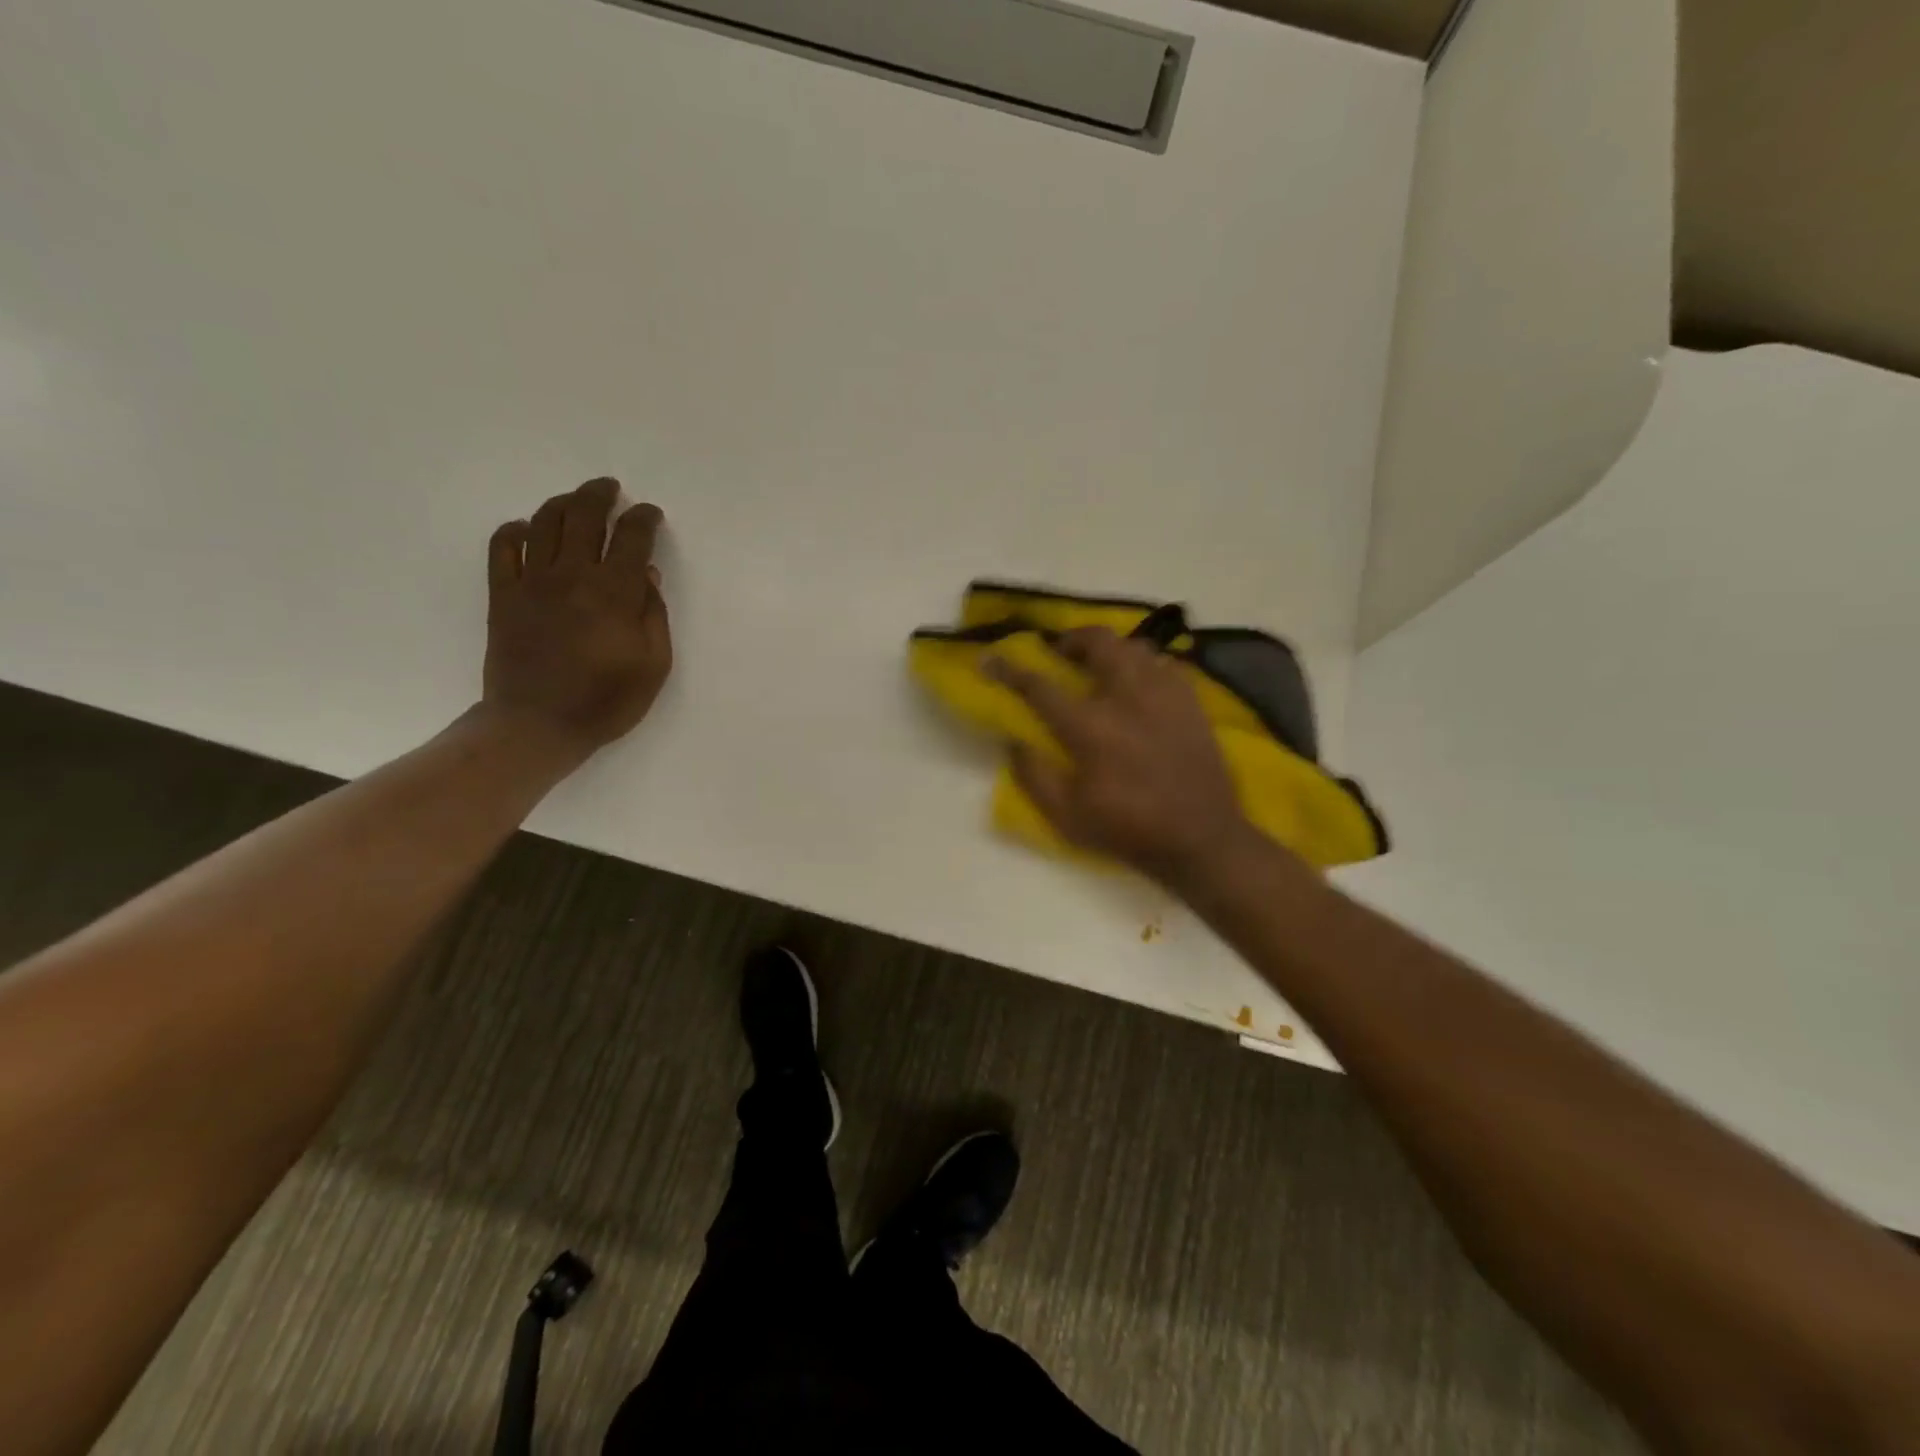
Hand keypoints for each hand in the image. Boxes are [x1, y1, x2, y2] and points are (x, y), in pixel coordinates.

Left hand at [481, 477, 671, 757]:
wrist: (538, 725)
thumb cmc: (606, 700)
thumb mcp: (653, 664)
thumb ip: (654, 614)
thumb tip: (646, 575)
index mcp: (613, 592)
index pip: (631, 537)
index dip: (643, 519)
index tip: (650, 514)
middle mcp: (572, 575)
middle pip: (583, 516)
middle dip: (600, 495)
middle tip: (610, 488)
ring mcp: (531, 582)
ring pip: (544, 522)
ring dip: (563, 503)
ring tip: (575, 501)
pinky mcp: (503, 595)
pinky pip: (502, 548)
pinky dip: (514, 530)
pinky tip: (525, 529)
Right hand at [988, 627, 1268, 890]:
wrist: (1201, 839)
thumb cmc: (1129, 830)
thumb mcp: (1067, 816)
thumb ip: (1034, 774)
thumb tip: (1015, 740)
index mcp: (1091, 727)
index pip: (1040, 686)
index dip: (1010, 670)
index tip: (990, 659)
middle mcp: (1128, 697)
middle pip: (1097, 642)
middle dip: (1070, 639)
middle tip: (1059, 653)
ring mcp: (1165, 694)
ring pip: (1134, 645)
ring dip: (1109, 649)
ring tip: (1099, 666)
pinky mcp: (1191, 701)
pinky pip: (1164, 663)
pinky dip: (1143, 664)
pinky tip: (1138, 684)